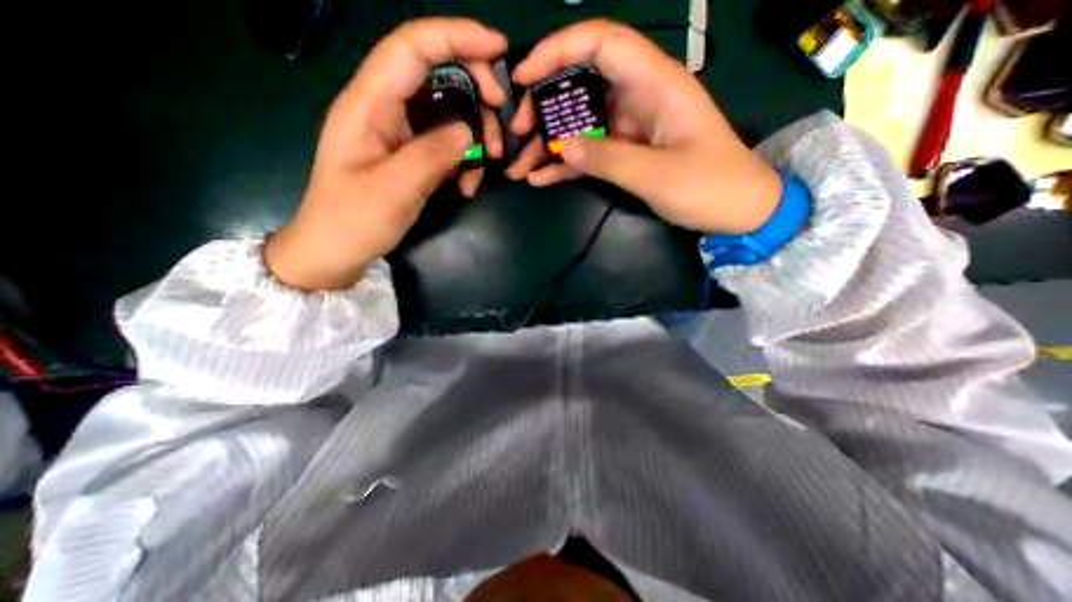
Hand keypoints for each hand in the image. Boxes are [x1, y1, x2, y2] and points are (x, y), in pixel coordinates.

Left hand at [264, 15, 507, 289]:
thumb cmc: (353, 220)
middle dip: (476, 95)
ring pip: (449, 114)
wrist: (336, 251)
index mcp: (369, 103)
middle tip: (499, 127)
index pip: (413, 47)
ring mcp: (401, 134)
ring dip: (474, 136)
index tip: (499, 49)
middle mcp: (385, 109)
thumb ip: (431, 153)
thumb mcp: (394, 188)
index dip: (457, 37)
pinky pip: (447, 145)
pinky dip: (464, 160)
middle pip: (438, 76)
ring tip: (485, 167)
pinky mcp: (412, 155)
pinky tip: (467, 185)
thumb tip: (466, 129)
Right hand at [508, 19, 783, 234]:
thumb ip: (608, 158)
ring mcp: (630, 128)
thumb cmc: (709, 186)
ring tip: (519, 165)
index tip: (524, 76)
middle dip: (544, 106)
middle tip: (517, 133)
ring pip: (580, 123)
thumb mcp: (657, 174)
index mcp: (655, 84)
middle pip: (581, 84)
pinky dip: (564, 164)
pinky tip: (539, 178)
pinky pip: (589, 152)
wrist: (736, 210)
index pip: (602, 43)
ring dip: (548, 143)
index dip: (558, 49)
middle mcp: (638, 98)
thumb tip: (563, 146)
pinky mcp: (626, 153)